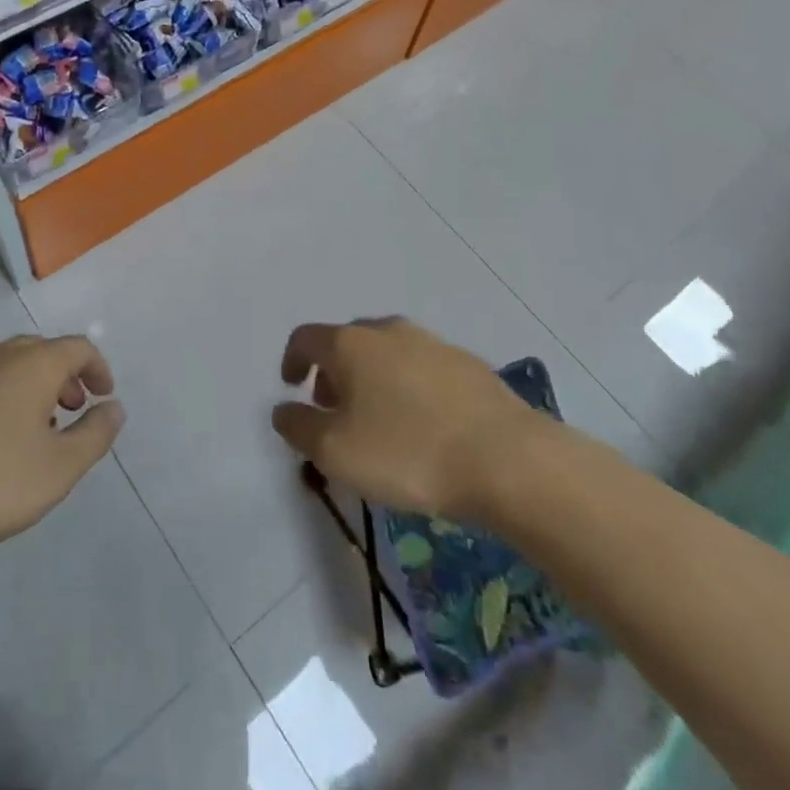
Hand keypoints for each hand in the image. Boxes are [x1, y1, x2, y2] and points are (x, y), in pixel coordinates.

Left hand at [0, 335, 123, 571]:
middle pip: (41, 352)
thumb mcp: (60, 468)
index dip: (98, 368)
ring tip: (34, 433)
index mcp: (31, 364)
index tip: (104, 396)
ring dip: (30, 389)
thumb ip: (95, 434)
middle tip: (73, 410)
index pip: (77, 347)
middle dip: (64, 377)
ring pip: (6, 367)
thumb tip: (113, 408)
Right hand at [271, 318, 542, 521]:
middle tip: (333, 409)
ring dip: (371, 379)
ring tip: (378, 421)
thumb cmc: (407, 452)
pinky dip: (408, 387)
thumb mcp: (335, 452)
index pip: (306, 337)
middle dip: (333, 372)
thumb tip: (283, 410)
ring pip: (387, 353)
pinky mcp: (468, 364)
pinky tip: (422, 425)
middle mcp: (388, 331)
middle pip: (347, 342)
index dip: (291, 360)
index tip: (292, 387)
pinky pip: (422, 368)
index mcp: (351, 343)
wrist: (507, 458)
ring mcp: (432, 343)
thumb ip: (299, 427)